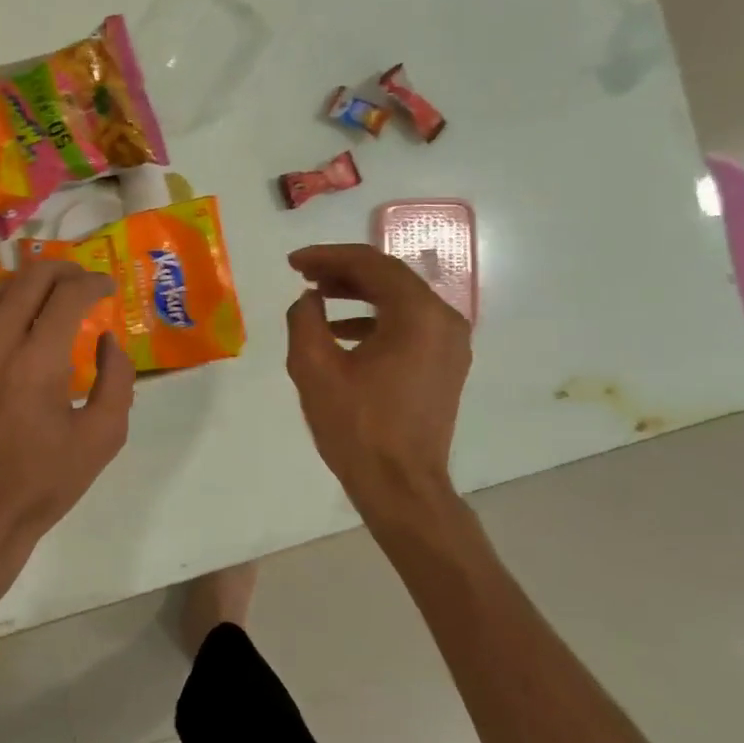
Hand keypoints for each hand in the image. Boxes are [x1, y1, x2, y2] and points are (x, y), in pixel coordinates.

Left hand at [0, 259, 134, 598]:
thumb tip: (107, 339)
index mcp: (38, 361)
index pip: (68, 294)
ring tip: (53, 296)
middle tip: (84, 282)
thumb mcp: (103, 437)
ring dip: (31, 284)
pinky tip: (13, 317)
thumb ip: (117, 380)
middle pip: (31, 278)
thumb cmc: (45, 481)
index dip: (94, 283)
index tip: (108, 288)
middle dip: (64, 270)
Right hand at [284, 243, 471, 520]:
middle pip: (390, 277)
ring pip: (400, 300)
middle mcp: (444, 319)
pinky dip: (375, 319)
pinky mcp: (446, 364)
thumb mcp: (314, 368)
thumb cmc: (357, 427)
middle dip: (343, 271)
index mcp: (418, 314)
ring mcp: (450, 343)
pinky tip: (342, 331)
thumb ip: (304, 319)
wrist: (401, 486)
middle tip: (303, 273)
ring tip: (318, 295)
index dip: (327, 256)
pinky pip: (409, 324)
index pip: (371, 264)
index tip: (293, 262)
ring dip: (358, 293)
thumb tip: (308, 299)